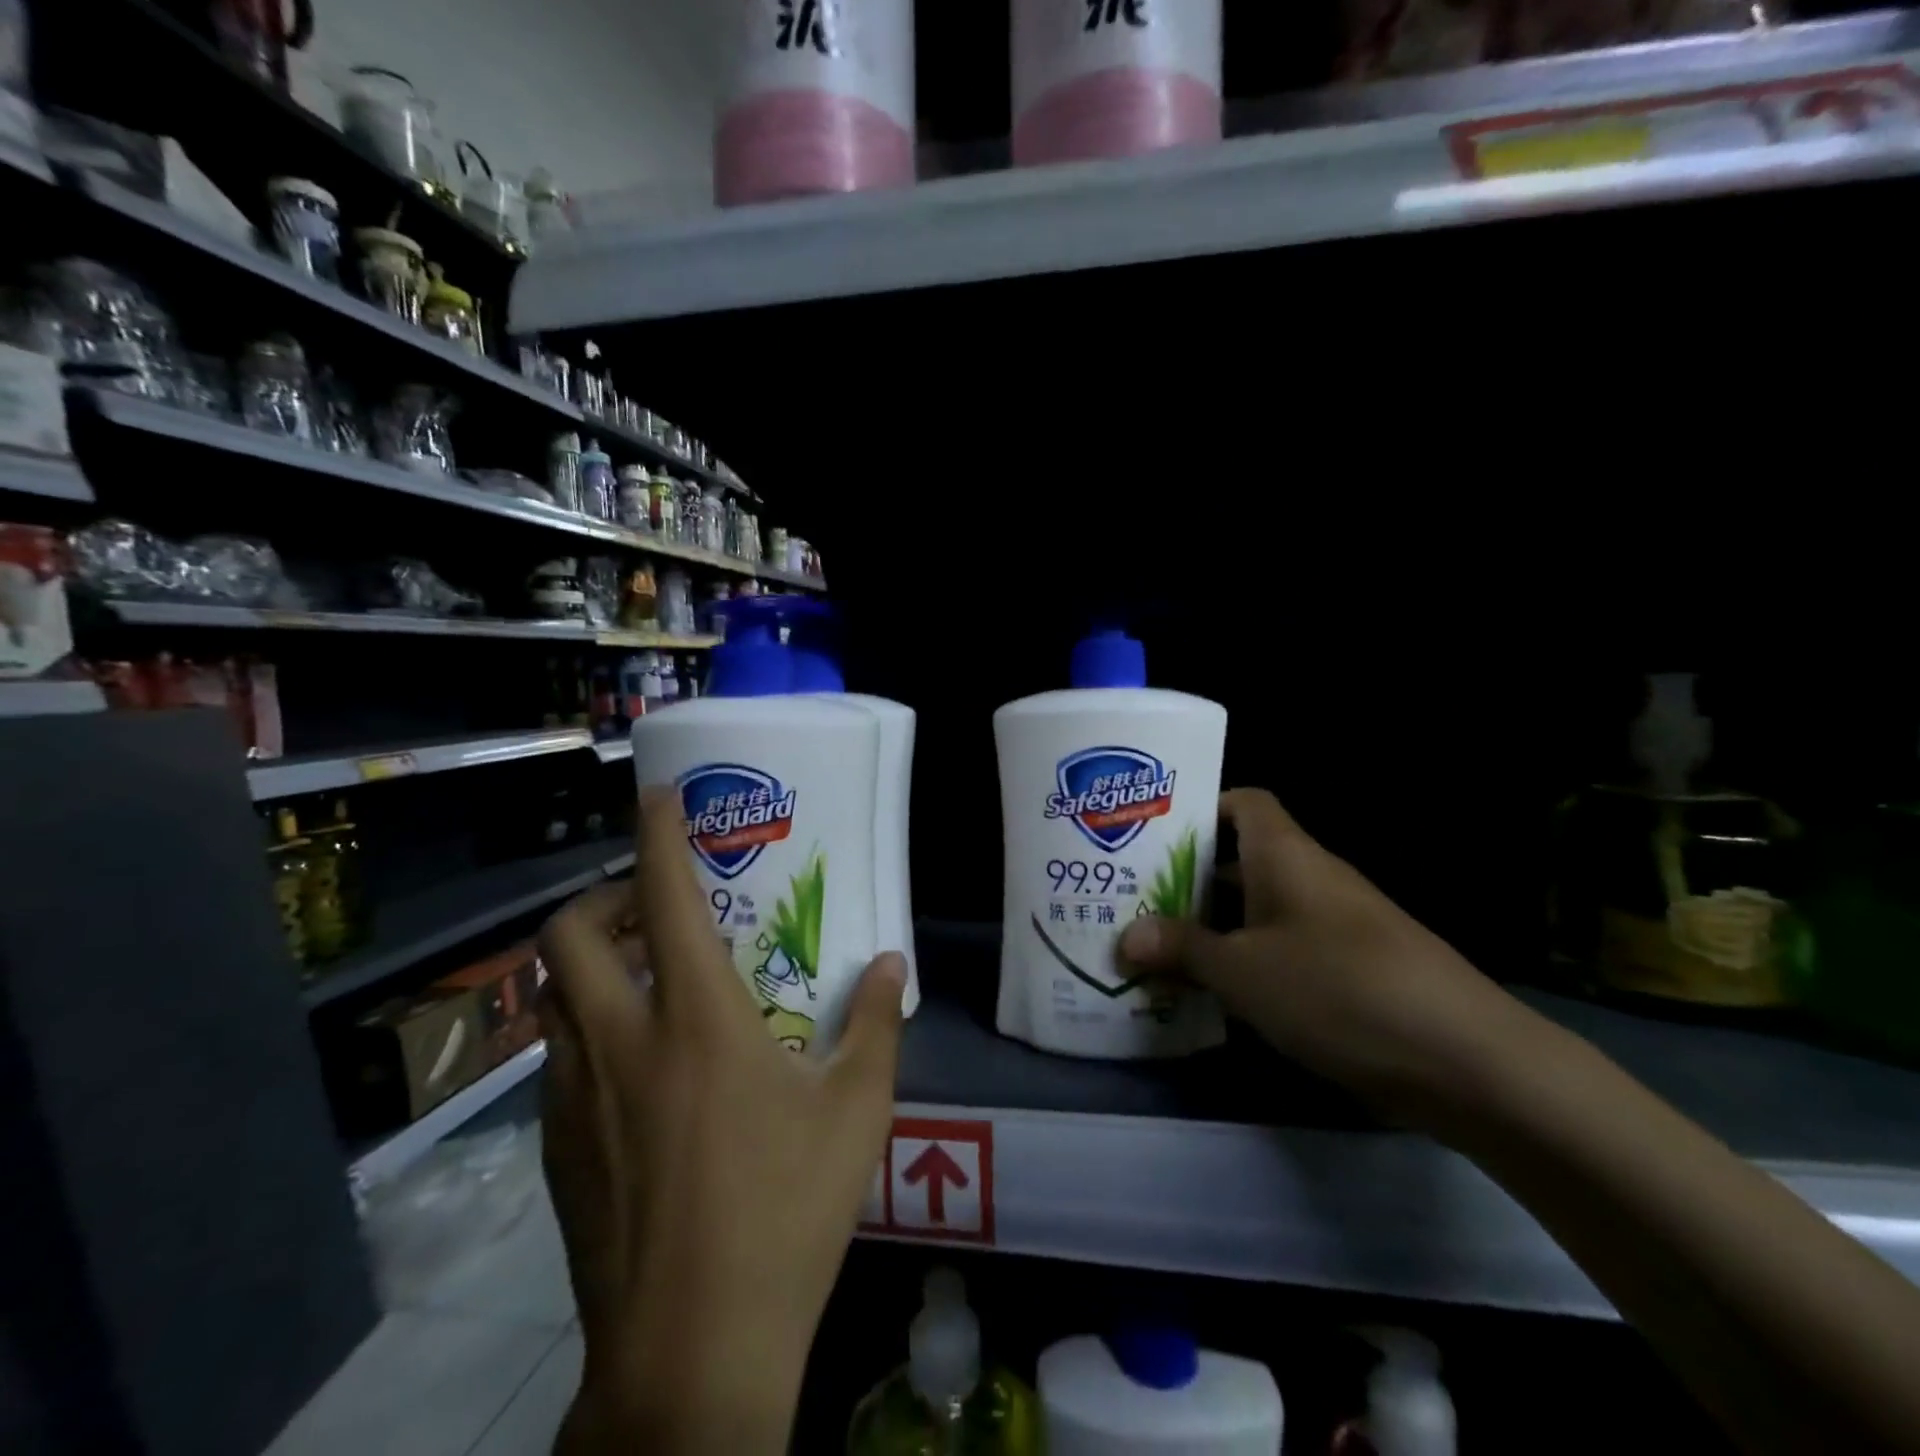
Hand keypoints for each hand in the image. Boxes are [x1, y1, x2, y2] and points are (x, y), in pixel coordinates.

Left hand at [536, 786, 907, 1455]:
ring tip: (644, 982)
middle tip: (650, 911)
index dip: (657, 835)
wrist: (691, 1353)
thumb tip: (894, 962)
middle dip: (600, 900)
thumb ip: (874, 1023)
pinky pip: (556, 1060)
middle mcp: (619, 1043)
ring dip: (588, 968)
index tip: (659, 796)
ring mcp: (574, 1100)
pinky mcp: (555, 1151)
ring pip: (551, 1000)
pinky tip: (636, 1072)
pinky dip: (585, 1033)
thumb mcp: (856, 1110)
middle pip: (564, 938)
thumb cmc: (784, 1213)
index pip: (661, 899)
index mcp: (694, 1020)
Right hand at [1119, 788, 1522, 1125]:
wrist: (1465, 1060)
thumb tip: (1125, 938)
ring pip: (1258, 911)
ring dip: (1213, 927)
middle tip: (1131, 897)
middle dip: (1187, 878)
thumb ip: (1182, 949)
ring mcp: (1334, 926)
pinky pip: (1282, 950)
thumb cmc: (1337, 987)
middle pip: (1240, 860)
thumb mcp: (1242, 970)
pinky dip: (1246, 963)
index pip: (1242, 802)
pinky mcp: (1349, 971)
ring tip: (1155, 946)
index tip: (1150, 834)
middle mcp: (1310, 878)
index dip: (1198, 808)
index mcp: (1285, 855)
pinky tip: (1211, 993)